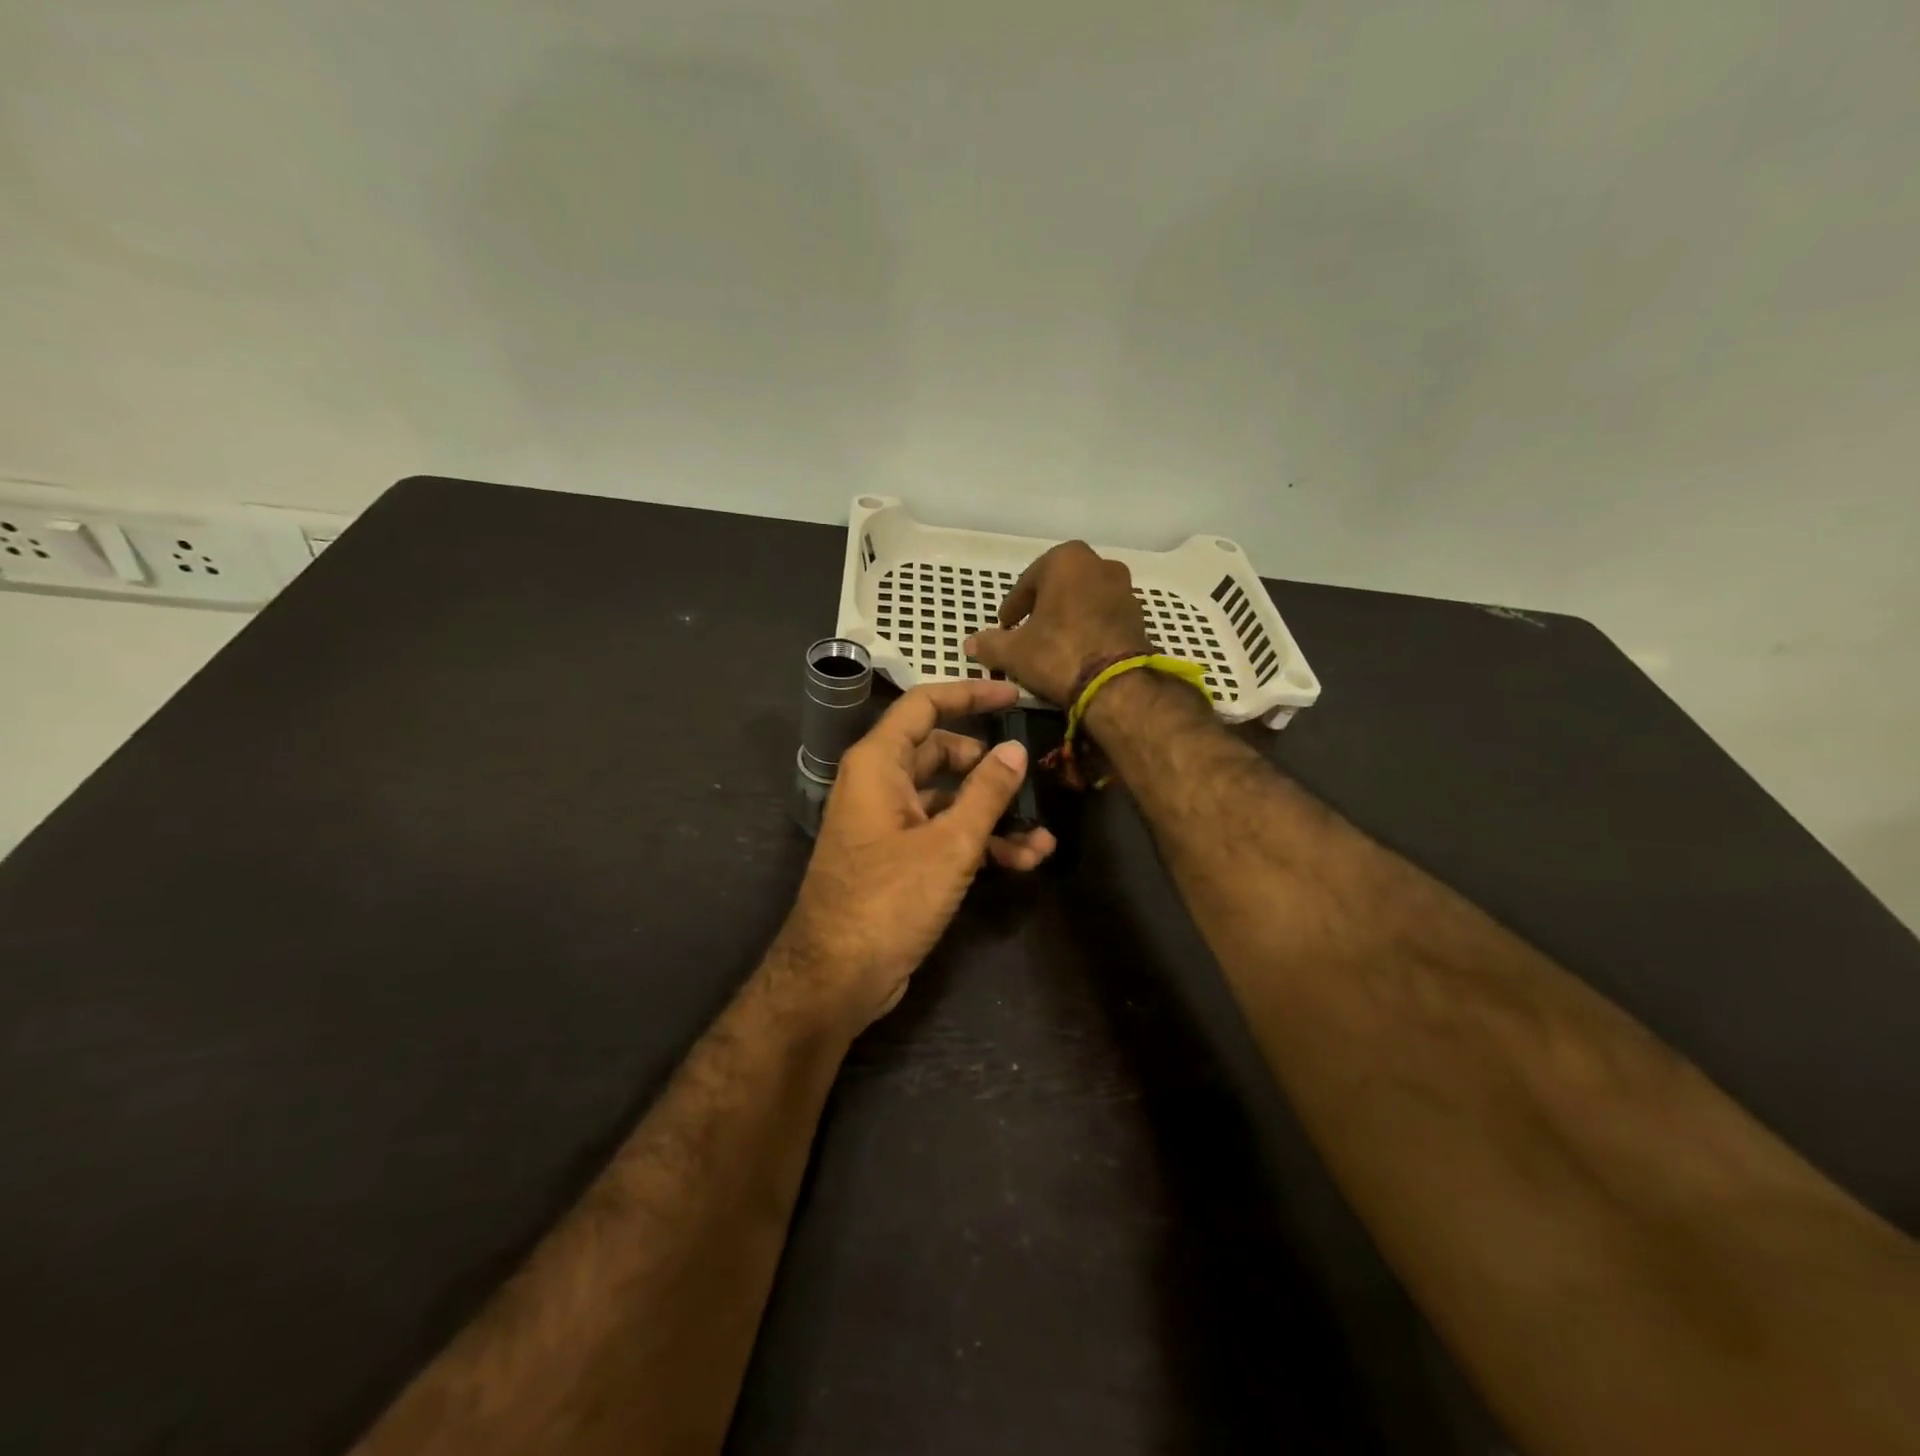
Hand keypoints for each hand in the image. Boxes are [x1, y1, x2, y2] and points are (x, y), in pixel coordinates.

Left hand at [774, 680, 1057, 1028]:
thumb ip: (986, 792)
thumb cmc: (889, 899)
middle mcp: (879, 785)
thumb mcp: (949, 843)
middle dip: (989, 768)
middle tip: (1030, 776)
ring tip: (1042, 838)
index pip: (924, 705)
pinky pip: (941, 833)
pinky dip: (977, 842)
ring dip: (992, 815)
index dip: (969, 695)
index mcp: (878, 764)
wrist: (837, 977)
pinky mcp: (897, 858)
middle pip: (941, 754)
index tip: (1013, 696)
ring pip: (947, 800)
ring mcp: (888, 823)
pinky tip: (1022, 862)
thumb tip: (1015, 749)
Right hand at [963, 541, 1150, 705]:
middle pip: (1060, 585)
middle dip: (1043, 606)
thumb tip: (970, 644)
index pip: (1028, 581)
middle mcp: (1100, 564)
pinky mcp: (1139, 616)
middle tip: (1027, 630)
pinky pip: (1104, 616)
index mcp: (1066, 560)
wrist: (1116, 685)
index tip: (1005, 625)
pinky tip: (1077, 651)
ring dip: (1068, 616)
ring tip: (1052, 643)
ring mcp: (1124, 589)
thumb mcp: (1013, 652)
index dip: (1013, 606)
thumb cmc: (1058, 654)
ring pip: (1084, 599)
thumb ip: (990, 643)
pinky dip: (1088, 627)